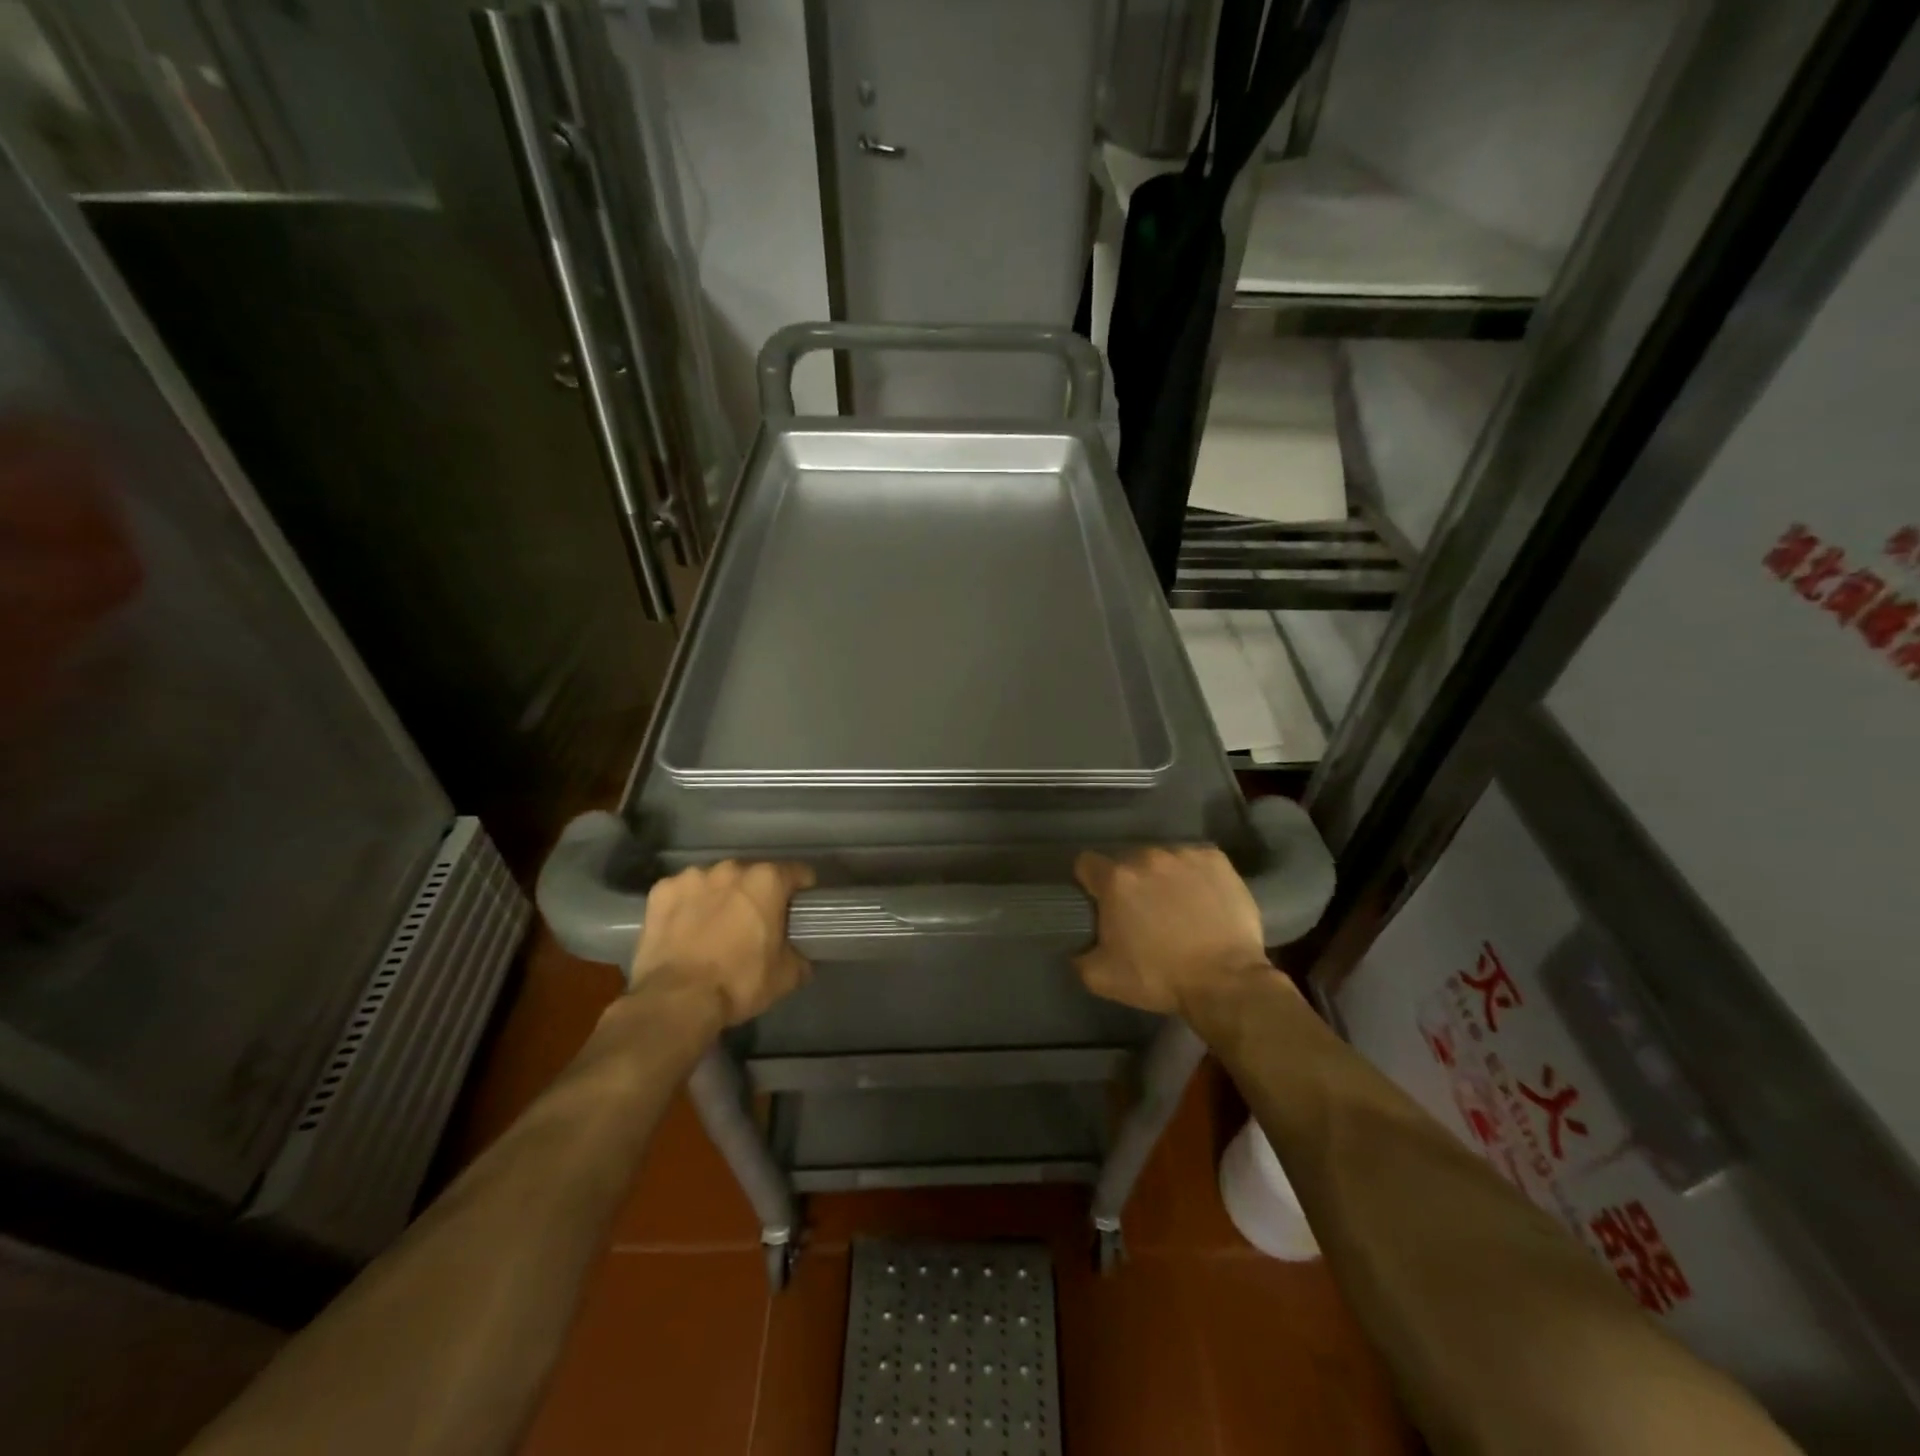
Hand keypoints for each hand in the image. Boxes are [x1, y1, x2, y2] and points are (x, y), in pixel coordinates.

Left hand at [629, 861, 815, 1024]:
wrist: (676, 1000)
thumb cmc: (738, 983)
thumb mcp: (786, 977)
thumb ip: (800, 956)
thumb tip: (800, 955)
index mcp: (767, 881)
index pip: (797, 873)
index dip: (801, 890)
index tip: (797, 909)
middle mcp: (731, 869)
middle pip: (752, 875)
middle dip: (755, 894)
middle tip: (753, 924)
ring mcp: (693, 876)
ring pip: (715, 881)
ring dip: (720, 897)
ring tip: (714, 927)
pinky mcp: (661, 890)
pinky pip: (682, 892)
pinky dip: (686, 905)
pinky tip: (684, 930)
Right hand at [1073, 845, 1271, 1014]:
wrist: (1225, 982)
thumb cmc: (1160, 978)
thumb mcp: (1102, 978)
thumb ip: (1079, 956)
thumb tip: (1076, 946)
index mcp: (1115, 880)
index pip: (1087, 864)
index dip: (1090, 883)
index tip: (1100, 902)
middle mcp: (1146, 857)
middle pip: (1127, 862)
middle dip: (1130, 883)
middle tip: (1143, 913)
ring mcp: (1183, 855)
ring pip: (1162, 860)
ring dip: (1162, 878)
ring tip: (1177, 908)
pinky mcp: (1215, 859)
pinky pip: (1195, 860)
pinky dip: (1194, 876)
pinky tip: (1203, 900)